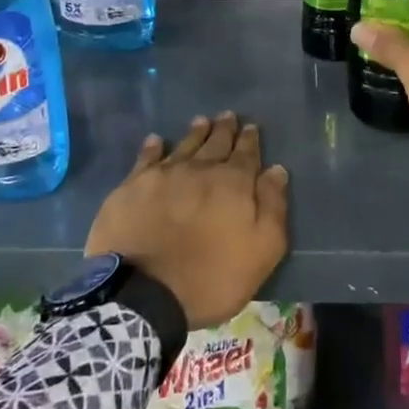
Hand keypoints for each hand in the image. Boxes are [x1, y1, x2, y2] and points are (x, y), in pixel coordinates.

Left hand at [84, 112, 288, 328]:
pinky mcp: (132, 187)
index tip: (251, 127)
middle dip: (224, 129)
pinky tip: (155, 141)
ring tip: (201, 121)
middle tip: (228, 116)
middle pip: (216, 143)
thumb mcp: (262, 250)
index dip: (250, 140)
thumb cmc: (211, 277)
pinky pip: (146, 158)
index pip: (246, 154)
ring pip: (184, 145)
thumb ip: (272, 207)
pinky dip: (153, 147)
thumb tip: (276, 170)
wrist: (143, 293)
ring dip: (195, 132)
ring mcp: (163, 175)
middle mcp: (199, 169)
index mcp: (233, 183)